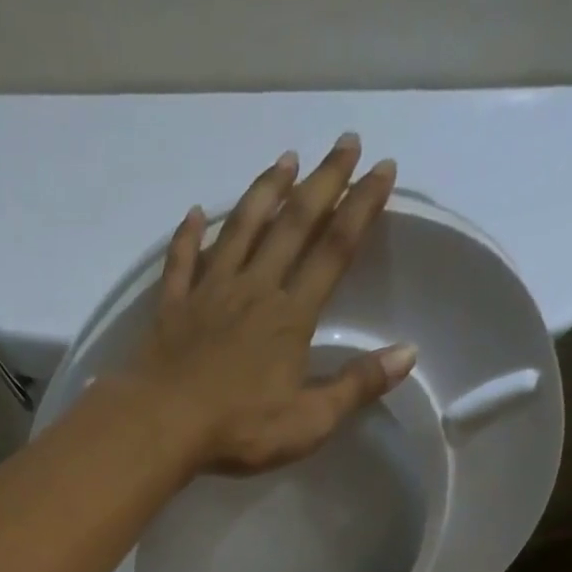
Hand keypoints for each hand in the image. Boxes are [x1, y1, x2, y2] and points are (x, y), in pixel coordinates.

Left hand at [125, 135, 416, 475]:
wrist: (163, 426)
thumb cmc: (239, 429)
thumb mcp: (308, 422)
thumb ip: (356, 387)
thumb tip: (407, 354)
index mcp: (290, 317)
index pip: (334, 252)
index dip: (360, 209)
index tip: (382, 169)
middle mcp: (253, 290)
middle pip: (292, 225)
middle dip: (322, 182)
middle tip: (345, 142)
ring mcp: (208, 294)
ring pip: (239, 230)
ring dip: (263, 192)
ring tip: (284, 160)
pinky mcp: (171, 308)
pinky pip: (181, 262)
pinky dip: (188, 236)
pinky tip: (195, 213)